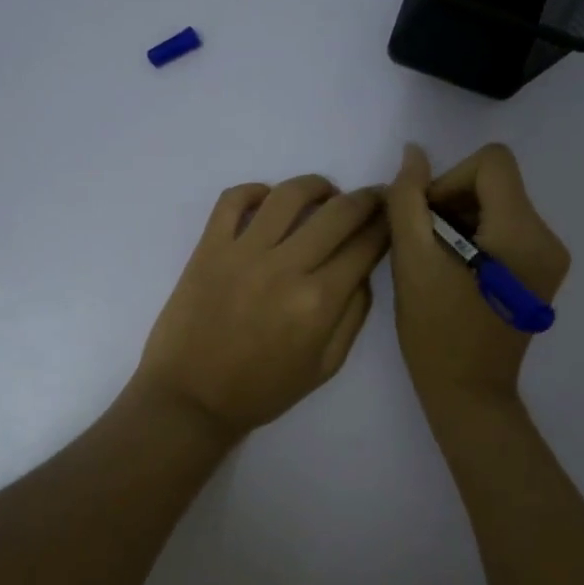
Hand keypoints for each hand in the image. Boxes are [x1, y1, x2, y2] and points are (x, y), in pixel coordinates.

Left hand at [133, 175, 390, 439]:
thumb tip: (363, 269)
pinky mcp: (208, 247)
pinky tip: (269, 201)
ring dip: (317, 186)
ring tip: (325, 193)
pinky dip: (256, 190)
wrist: (191, 398)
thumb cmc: (262, 390)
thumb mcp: (325, 366)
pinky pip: (233, 200)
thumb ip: (353, 314)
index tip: (392, 214)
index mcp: (318, 301)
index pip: (365, 245)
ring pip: (289, 195)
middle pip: (338, 212)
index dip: (386, 224)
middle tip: (372, 197)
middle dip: (365, 199)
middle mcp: (285, 267)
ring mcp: (242, 252)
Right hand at [385, 143, 570, 405]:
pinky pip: (506, 232)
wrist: (468, 392)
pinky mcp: (542, 274)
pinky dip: (476, 239)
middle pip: (496, 184)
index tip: (426, 220)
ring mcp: (550, 259)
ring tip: (437, 263)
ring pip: (499, 206)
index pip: (492, 163)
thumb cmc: (436, 330)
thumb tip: (414, 154)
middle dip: (452, 203)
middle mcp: (547, 239)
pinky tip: (456, 273)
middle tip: (424, 245)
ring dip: (460, 222)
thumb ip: (408, 199)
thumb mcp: (412, 260)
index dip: (450, 180)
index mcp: (522, 232)